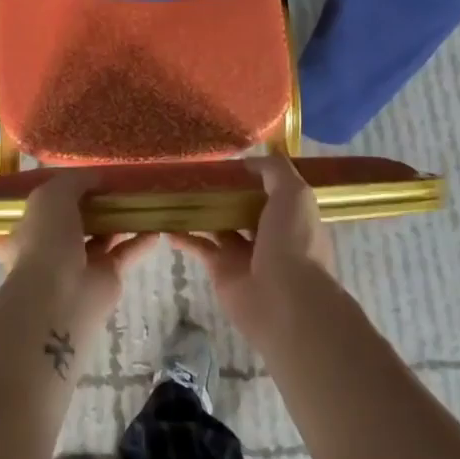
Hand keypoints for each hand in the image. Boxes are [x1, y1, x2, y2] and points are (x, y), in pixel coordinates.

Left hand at [0, 174, 158, 331]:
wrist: (59, 295)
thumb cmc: (46, 239)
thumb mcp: (52, 195)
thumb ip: (75, 181)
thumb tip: (98, 176)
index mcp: (30, 227)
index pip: (47, 206)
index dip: (66, 190)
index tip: (88, 176)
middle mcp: (53, 246)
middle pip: (78, 220)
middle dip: (97, 204)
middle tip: (120, 185)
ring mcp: (81, 263)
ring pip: (103, 236)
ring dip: (120, 220)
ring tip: (141, 199)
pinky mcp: (106, 277)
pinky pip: (125, 253)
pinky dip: (140, 241)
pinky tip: (156, 227)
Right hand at [170, 155, 334, 340]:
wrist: (284, 300)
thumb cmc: (293, 241)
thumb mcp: (294, 194)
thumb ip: (274, 171)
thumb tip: (248, 161)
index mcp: (290, 215)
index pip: (270, 188)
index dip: (251, 174)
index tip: (226, 157)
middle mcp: (268, 233)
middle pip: (241, 205)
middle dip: (222, 190)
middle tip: (194, 171)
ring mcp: (243, 252)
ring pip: (218, 223)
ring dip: (200, 210)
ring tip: (175, 190)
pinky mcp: (221, 268)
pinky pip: (199, 246)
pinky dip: (183, 236)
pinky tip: (165, 223)